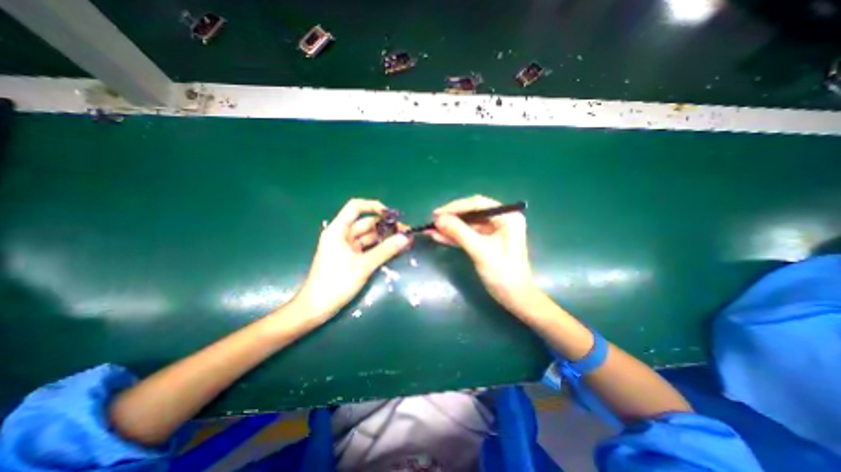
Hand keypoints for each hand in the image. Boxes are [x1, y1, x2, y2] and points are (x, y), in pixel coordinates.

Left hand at [293, 197, 413, 322]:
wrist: (317, 307)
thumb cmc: (336, 283)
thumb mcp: (363, 266)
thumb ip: (385, 250)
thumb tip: (405, 238)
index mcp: (338, 230)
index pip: (355, 207)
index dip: (373, 206)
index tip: (391, 215)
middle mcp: (342, 235)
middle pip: (366, 223)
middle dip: (385, 226)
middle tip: (405, 232)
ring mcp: (347, 247)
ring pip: (369, 237)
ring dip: (385, 238)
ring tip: (404, 241)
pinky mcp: (351, 258)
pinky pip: (368, 248)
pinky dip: (380, 248)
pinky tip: (394, 250)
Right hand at [428, 193, 538, 314]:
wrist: (515, 298)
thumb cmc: (503, 274)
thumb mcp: (481, 251)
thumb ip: (460, 233)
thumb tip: (439, 219)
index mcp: (507, 217)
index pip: (478, 204)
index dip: (455, 207)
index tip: (437, 214)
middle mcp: (501, 220)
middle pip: (472, 213)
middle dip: (451, 217)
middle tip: (432, 221)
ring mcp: (494, 231)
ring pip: (468, 224)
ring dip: (450, 227)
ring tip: (431, 230)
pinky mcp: (487, 241)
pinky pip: (469, 234)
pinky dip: (455, 236)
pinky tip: (439, 237)